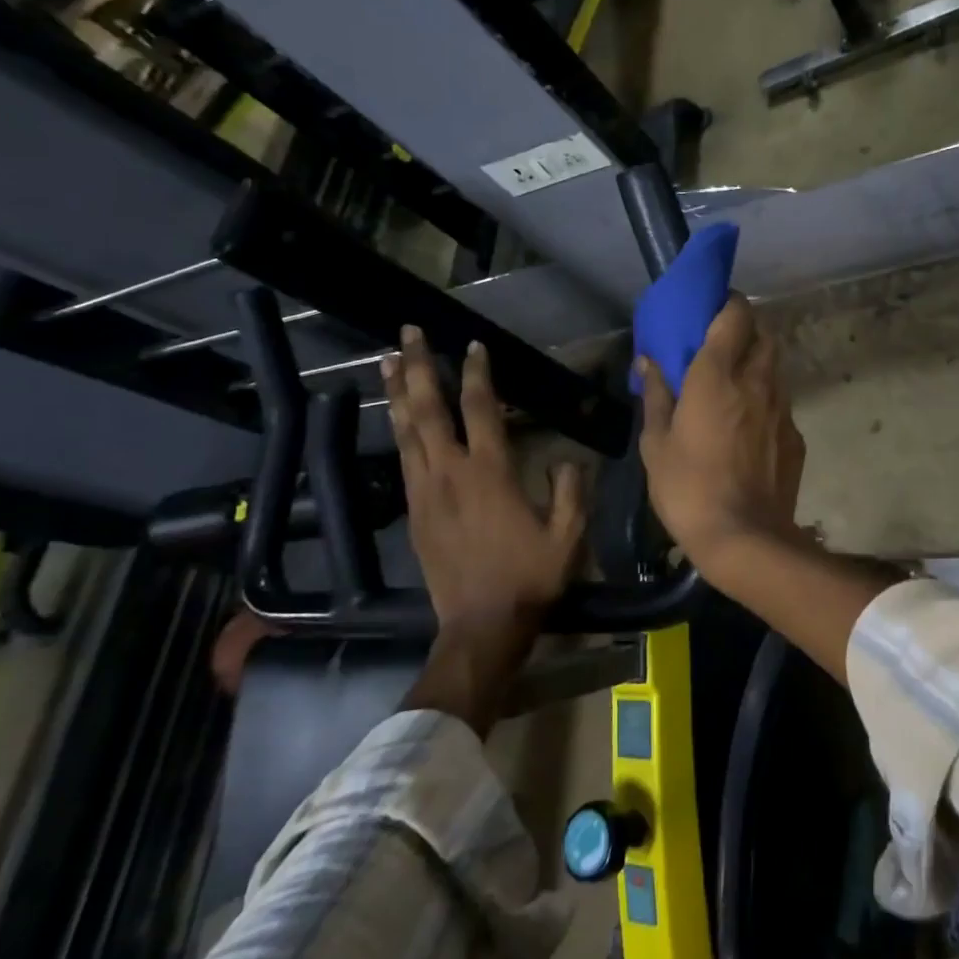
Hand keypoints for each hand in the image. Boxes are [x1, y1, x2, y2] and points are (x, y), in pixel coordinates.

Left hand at [383, 327, 584, 729]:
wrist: (482, 626)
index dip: (477, 373)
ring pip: (406, 431)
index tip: (474, 345)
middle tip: (407, 332)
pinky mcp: (413, 512)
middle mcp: (450, 473)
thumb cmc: (530, 577)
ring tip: (387, 360)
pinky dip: (399, 430)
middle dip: (417, 367)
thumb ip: (571, 491)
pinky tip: (398, 417)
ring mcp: (425, 492)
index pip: (480, 410)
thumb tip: (565, 460)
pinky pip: (404, 459)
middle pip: (428, 409)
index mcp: (490, 473)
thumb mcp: (569, 535)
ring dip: (398, 392)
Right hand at [637, 296, 805, 578]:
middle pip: (763, 335)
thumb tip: (649, 361)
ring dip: (757, 367)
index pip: (736, 315)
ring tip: (735, 389)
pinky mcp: (795, 436)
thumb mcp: (656, 443)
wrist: (745, 537)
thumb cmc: (688, 487)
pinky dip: (766, 403)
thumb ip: (656, 395)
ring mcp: (782, 408)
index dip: (728, 304)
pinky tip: (749, 429)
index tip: (713, 310)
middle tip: (722, 349)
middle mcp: (757, 381)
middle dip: (746, 332)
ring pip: (775, 369)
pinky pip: (781, 404)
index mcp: (717, 375)